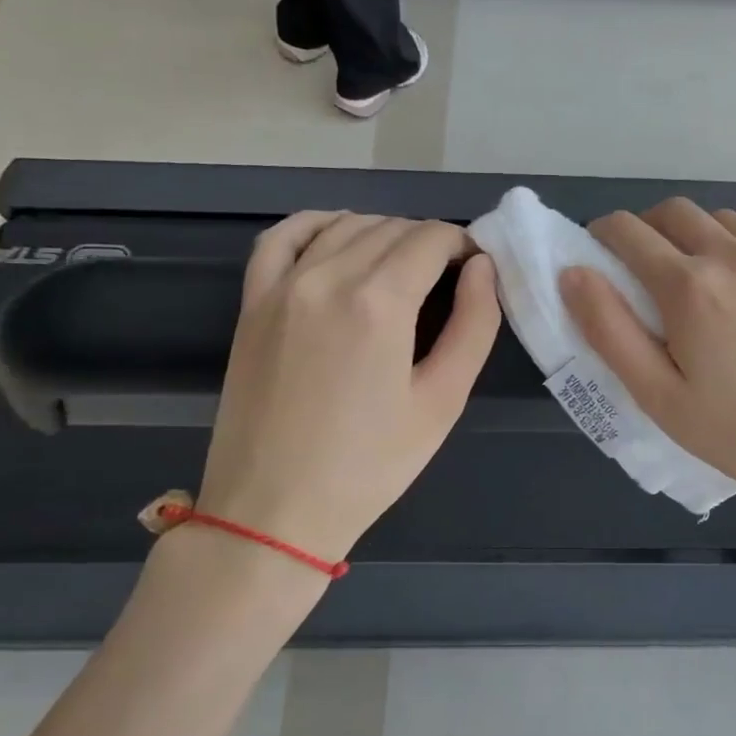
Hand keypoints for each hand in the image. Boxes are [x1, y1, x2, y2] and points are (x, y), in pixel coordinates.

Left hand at [192, 213, 499, 570]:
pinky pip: (282, 237)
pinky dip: (318, 225)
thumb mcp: (443, 401)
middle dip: (431, 243)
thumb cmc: (370, 464)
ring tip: (404, 268)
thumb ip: (474, 326)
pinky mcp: (252, 302)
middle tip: (450, 280)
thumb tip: (483, 269)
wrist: (273, 510)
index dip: (464, 246)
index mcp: (379, 302)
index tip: (477, 271)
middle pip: (392, 229)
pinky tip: (340, 237)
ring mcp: (282, 286)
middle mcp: (327, 277)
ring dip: (384, 234)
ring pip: (344, 226)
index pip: (432, 239)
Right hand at [559, 199, 735, 516]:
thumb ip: (609, 330)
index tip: (603, 249)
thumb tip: (573, 272)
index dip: (606, 234)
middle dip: (651, 228)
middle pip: (676, 211)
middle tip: (653, 265)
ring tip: (713, 278)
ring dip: (705, 237)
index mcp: (690, 288)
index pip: (629, 231)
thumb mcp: (658, 395)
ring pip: (728, 219)